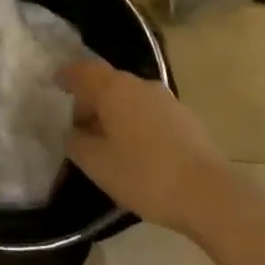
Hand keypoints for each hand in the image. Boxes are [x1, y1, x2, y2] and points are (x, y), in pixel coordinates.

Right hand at [60, 58, 234, 234]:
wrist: (208, 194)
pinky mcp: (184, 118)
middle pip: (109, 83)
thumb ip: (77, 143)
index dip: (68, 75)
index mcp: (116, 90)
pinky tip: (133, 149)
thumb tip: (72, 132)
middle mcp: (141, 86)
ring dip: (113, 112)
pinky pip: (148, 111)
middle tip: (77, 124)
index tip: (55, 83)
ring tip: (104, 141)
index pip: (85, 70)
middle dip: (90, 99)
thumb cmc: (145, 175)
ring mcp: (167, 100)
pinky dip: (133, 121)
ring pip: (130, 97)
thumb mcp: (98, 164)